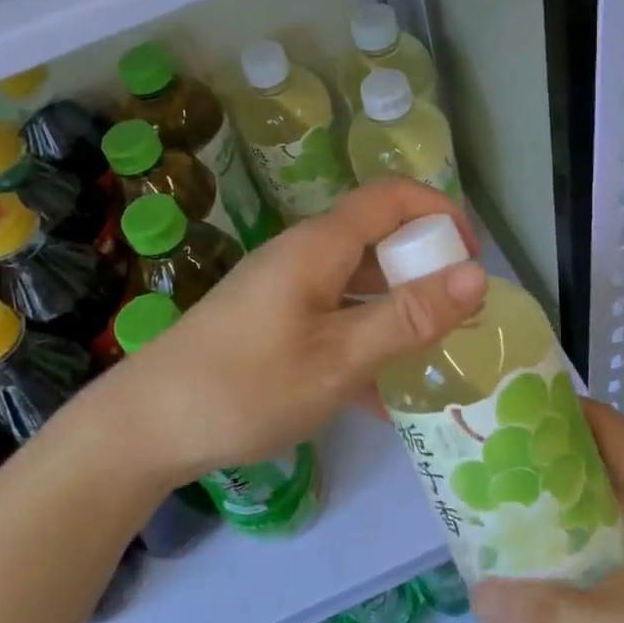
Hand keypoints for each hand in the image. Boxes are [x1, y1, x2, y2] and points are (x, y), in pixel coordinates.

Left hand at [77, 179, 488, 485]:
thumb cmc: (248, 386)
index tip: (471, 259)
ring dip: (395, 309)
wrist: (147, 426)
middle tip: (455, 317)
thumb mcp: (340, 358)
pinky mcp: (269, 321)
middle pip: (376, 237)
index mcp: (318, 246)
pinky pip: (331, 314)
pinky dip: (362, 338)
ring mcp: (282, 288)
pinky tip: (378, 395)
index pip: (392, 197)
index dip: (440, 212)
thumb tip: (477, 274)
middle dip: (423, 268)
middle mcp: (301, 255)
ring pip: (355, 281)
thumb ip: (408, 317)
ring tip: (428, 356)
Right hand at [469, 403, 623, 622]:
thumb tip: (478, 595)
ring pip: (601, 522)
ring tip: (494, 520)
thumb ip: (554, 615)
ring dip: (554, 520)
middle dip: (542, 468)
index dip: (559, 410)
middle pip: (597, 472)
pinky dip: (573, 566)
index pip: (607, 428)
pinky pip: (610, 567)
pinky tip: (534, 585)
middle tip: (483, 469)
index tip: (503, 410)